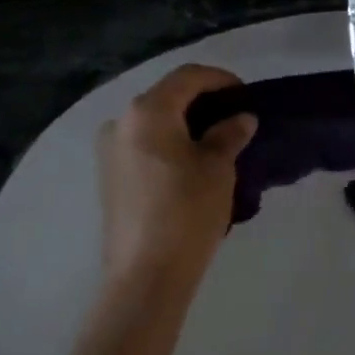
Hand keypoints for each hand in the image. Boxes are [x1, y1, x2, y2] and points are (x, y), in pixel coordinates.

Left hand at [97, 65, 255, 288]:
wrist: (145, 277)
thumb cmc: (186, 211)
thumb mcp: (218, 167)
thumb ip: (229, 133)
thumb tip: (241, 118)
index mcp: (147, 110)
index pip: (188, 76)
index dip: (220, 79)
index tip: (246, 94)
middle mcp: (122, 121)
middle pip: (167, 95)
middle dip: (202, 101)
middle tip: (234, 116)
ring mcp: (110, 150)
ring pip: (154, 121)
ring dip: (185, 123)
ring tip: (216, 140)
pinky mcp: (109, 177)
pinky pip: (143, 144)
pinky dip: (169, 142)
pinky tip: (191, 162)